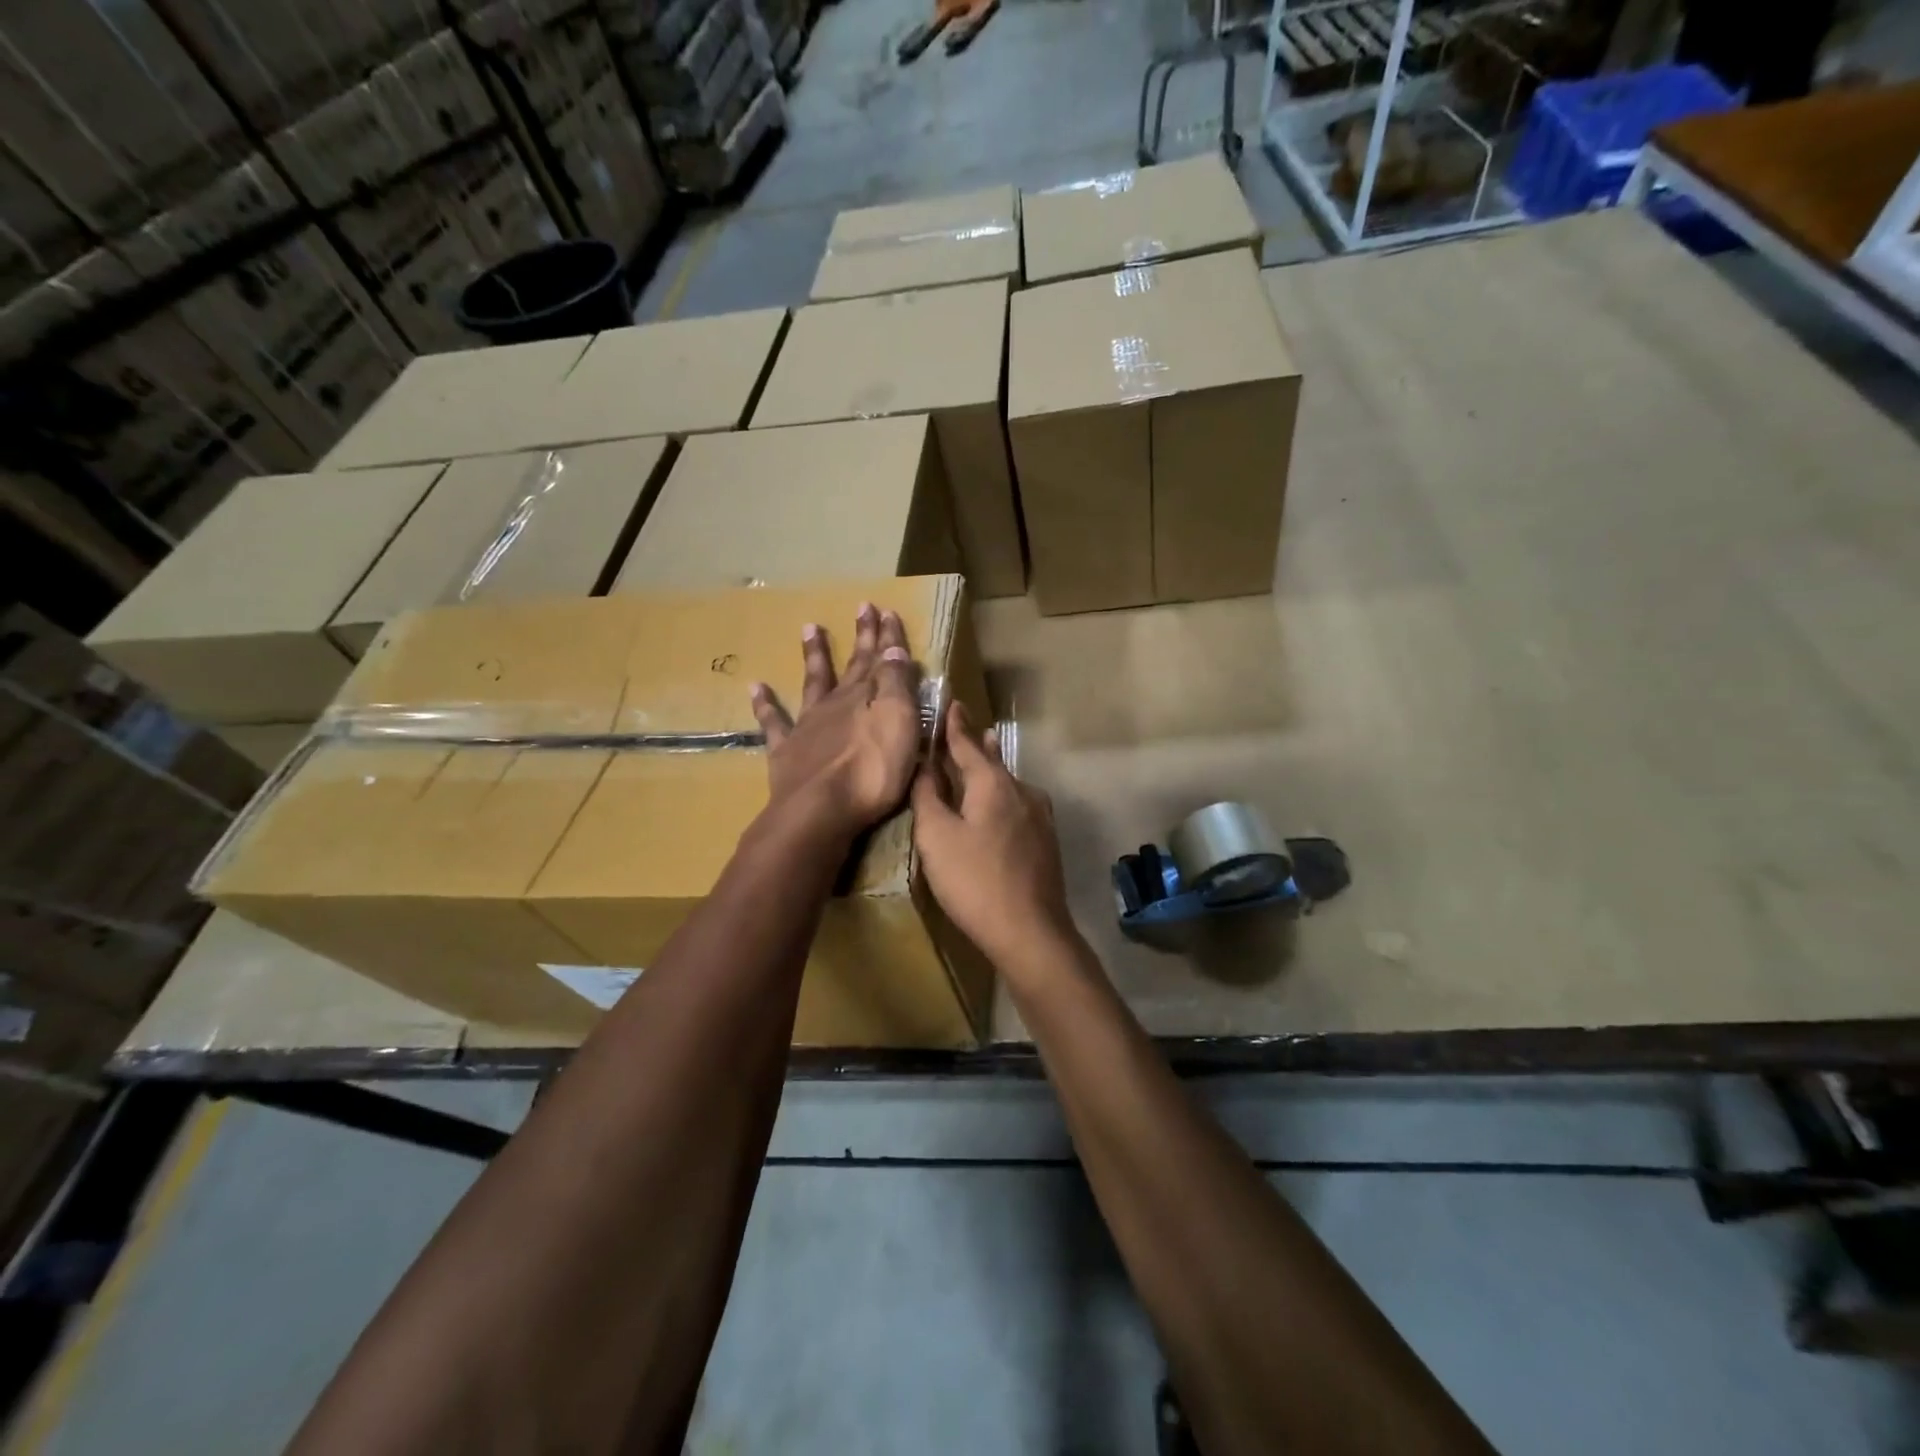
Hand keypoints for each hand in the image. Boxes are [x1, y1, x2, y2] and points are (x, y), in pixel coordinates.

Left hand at [750, 604, 921, 842]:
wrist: (819, 810)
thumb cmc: (871, 771)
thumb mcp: (898, 723)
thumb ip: (896, 685)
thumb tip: (892, 650)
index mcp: (867, 698)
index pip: (883, 660)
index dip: (887, 637)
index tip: (887, 611)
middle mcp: (836, 704)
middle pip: (852, 665)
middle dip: (861, 637)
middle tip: (862, 607)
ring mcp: (808, 726)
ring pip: (813, 682)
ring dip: (814, 655)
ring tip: (809, 627)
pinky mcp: (786, 752)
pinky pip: (773, 723)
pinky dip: (765, 704)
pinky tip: (756, 686)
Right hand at [911, 702, 1074, 971]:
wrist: (1030, 931)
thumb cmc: (974, 880)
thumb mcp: (936, 837)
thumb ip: (927, 797)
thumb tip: (923, 766)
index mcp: (993, 783)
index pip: (968, 745)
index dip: (956, 725)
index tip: (953, 702)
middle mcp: (1022, 791)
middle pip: (993, 762)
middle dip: (978, 745)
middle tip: (968, 727)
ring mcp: (1040, 817)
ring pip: (1009, 784)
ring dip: (993, 770)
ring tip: (985, 756)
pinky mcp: (1045, 841)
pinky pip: (1018, 806)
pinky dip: (1001, 797)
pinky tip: (998, 807)